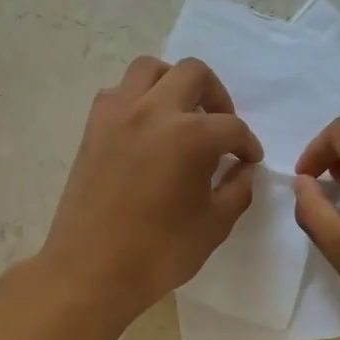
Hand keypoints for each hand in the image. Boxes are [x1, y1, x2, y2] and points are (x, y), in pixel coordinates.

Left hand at [39, 57, 262, 325]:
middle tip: (220, 127)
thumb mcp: (214, 225)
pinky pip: (118, 92)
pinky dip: (138, 99)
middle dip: (216, 96)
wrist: (91, 270)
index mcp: (190, 136)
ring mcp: (117, 115)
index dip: (247, 144)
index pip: (231, 127)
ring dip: (173, 83)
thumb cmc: (159, 253)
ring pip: (149, 69)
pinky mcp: (93, 128)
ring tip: (181, 115)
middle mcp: (153, 111)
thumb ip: (237, 189)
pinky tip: (146, 129)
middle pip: (193, 74)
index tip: (248, 160)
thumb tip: (242, 169)